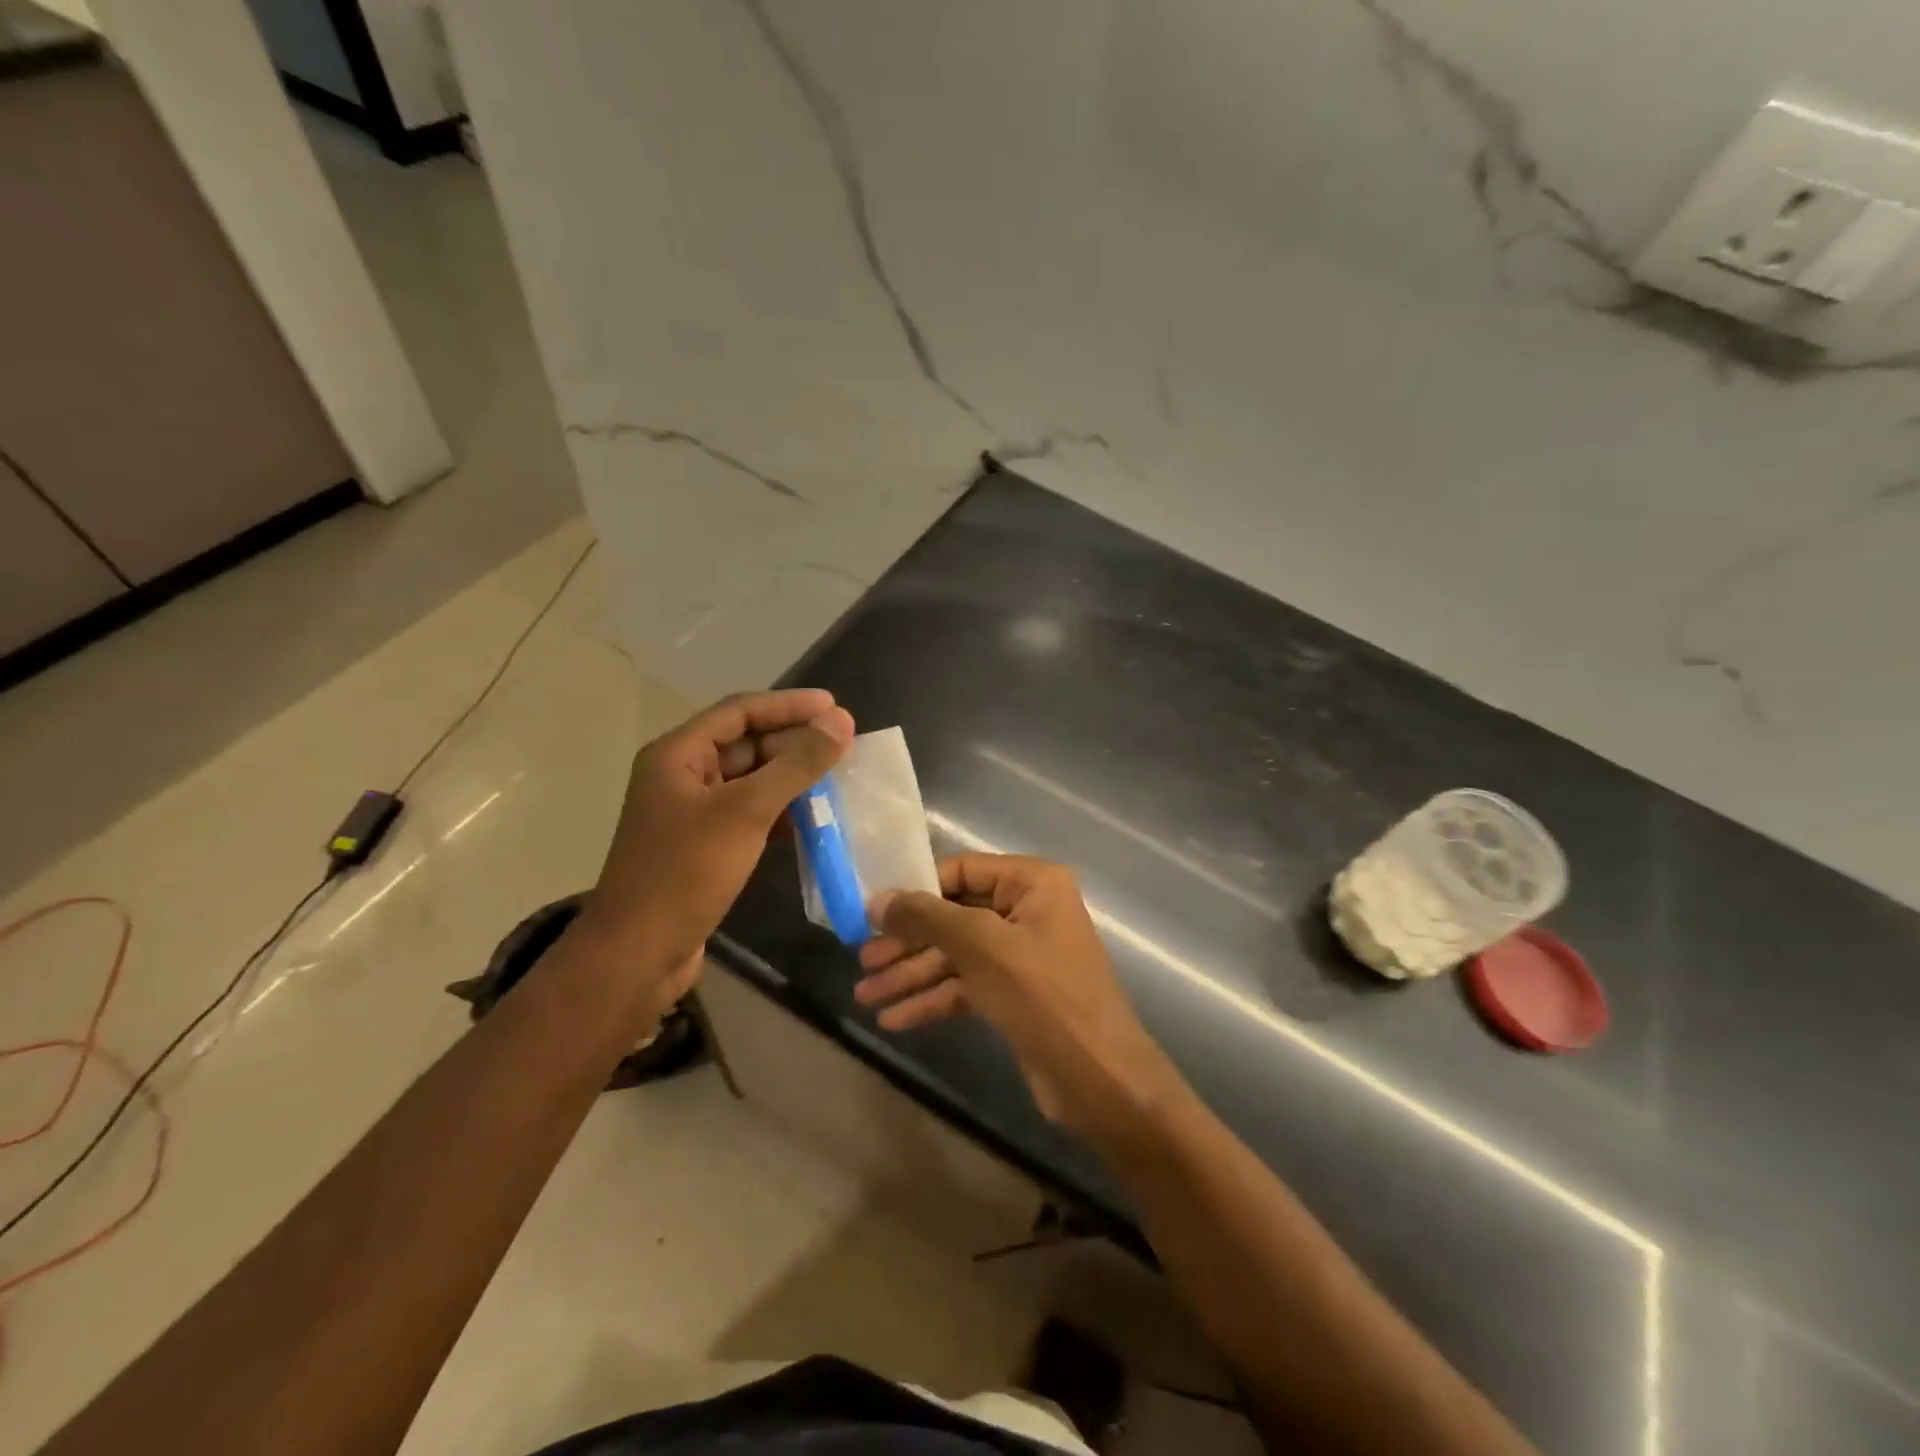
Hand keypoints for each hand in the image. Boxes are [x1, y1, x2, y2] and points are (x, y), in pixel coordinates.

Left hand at [579, 690, 853, 1000]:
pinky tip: (814, 817)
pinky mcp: (705, 845)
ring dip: (791, 777)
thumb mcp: (746, 811)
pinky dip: (781, 810)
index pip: (740, 711)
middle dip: (794, 741)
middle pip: (746, 743)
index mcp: (678, 754)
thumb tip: (841, 721)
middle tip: (844, 744)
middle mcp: (682, 775)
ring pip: (751, 780)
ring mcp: (692, 813)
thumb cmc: (686, 872)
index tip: (835, 706)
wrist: (638, 954)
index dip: (789, 705)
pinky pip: (749, 813)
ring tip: (838, 777)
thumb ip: (796, 765)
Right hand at [857, 855, 1182, 1141]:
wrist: (1100, 1081)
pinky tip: (894, 1019)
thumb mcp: (981, 947)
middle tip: (862, 960)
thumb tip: (879, 899)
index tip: (871, 911)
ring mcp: (1021, 954)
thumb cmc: (1044, 996)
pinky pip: (966, 986)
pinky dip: (933, 999)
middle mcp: (1028, 910)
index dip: (915, 890)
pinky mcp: (1015, 994)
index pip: (961, 870)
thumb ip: (927, 918)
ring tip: (865, 996)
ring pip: (956, 955)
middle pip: (954, 916)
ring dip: (912, 975)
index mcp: (1032, 882)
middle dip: (908, 942)